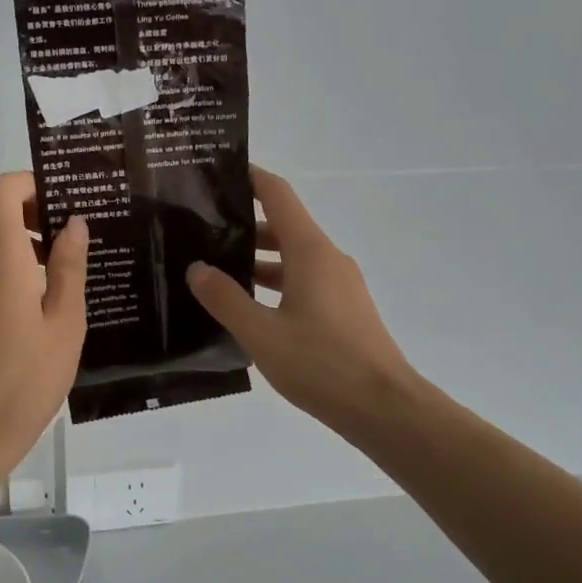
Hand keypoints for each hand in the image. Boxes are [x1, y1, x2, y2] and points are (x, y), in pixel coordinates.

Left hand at [0, 172, 87, 472]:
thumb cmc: (26, 378)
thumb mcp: (64, 322)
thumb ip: (68, 266)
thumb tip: (73, 223)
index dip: (29, 184)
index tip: (63, 202)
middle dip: (23, 204)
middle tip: (62, 230)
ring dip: (12, 231)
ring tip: (55, 261)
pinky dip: (1, 256)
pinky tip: (33, 291)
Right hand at [187, 166, 413, 437]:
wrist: (384, 408)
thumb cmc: (321, 364)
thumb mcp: (261, 333)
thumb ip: (225, 299)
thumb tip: (197, 268)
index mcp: (310, 251)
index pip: (278, 195)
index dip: (250, 178)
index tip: (218, 174)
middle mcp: (327, 258)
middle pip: (283, 226)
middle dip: (243, 224)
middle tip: (200, 231)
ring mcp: (340, 285)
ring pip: (292, 258)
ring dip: (257, 259)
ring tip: (215, 270)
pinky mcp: (344, 310)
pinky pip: (303, 282)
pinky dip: (275, 284)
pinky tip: (248, 308)